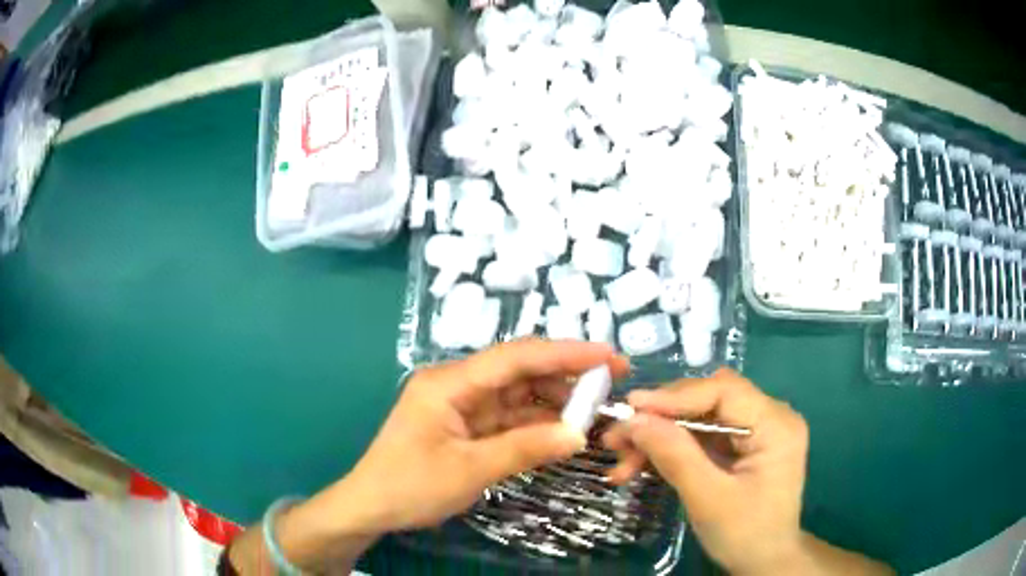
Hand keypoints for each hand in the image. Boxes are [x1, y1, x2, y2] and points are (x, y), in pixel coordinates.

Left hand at [337, 339, 628, 533]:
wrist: (371, 507)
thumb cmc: (409, 486)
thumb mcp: (469, 470)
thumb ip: (524, 449)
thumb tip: (579, 435)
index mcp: (450, 382)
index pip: (516, 357)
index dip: (566, 353)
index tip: (608, 356)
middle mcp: (458, 385)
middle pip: (520, 370)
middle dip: (566, 374)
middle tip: (612, 381)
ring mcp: (463, 405)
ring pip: (519, 394)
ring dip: (556, 400)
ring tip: (596, 408)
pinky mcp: (467, 425)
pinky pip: (510, 417)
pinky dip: (538, 422)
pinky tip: (566, 427)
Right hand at [603, 369, 808, 574]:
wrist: (764, 562)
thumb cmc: (745, 534)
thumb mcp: (708, 499)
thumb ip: (674, 456)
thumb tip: (634, 420)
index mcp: (775, 425)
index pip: (723, 391)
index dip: (675, 396)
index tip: (630, 408)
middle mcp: (769, 417)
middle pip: (708, 401)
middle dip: (661, 419)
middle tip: (618, 438)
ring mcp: (755, 431)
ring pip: (699, 419)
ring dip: (660, 436)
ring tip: (621, 461)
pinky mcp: (741, 447)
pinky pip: (701, 437)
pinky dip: (670, 449)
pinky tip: (640, 465)